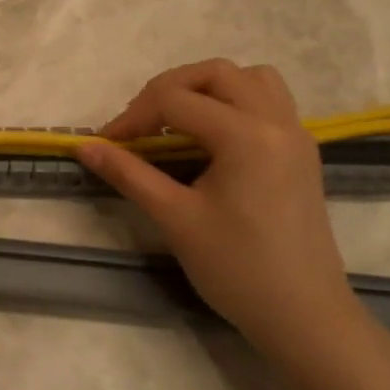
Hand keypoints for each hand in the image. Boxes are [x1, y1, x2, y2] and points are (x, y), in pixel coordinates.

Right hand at [76, 60, 360, 353]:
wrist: (304, 316)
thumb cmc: (237, 268)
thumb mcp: (175, 218)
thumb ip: (128, 173)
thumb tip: (85, 147)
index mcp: (246, 135)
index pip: (175, 100)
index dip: (133, 117)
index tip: (107, 144)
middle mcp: (276, 121)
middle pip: (214, 73)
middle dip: (168, 90)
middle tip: (140, 126)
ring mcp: (295, 135)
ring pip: (249, 79)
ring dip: (207, 88)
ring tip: (177, 122)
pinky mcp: (301, 152)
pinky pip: (268, 101)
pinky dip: (234, 102)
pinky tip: (210, 138)